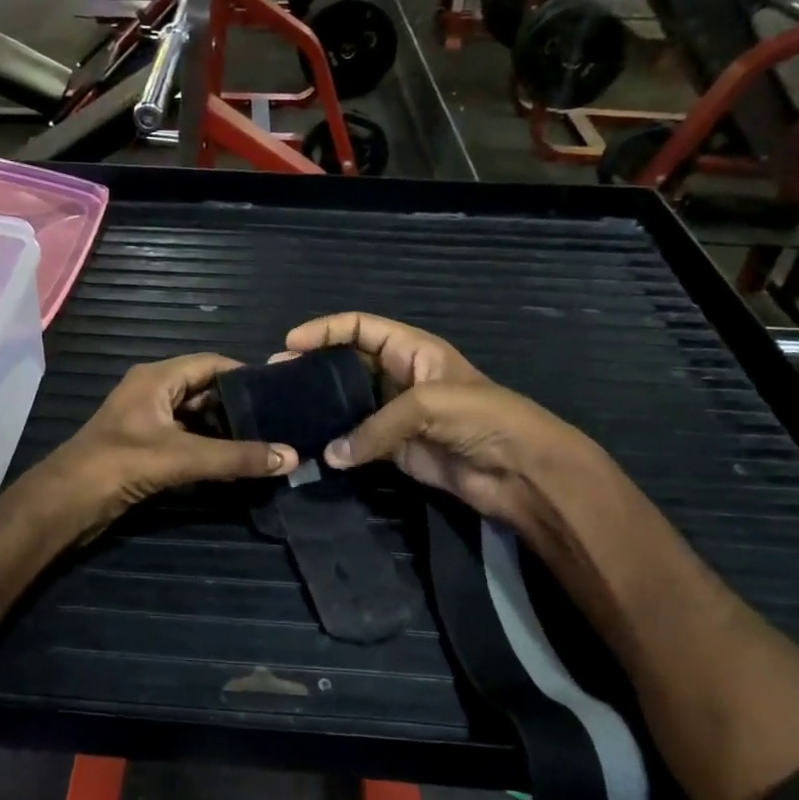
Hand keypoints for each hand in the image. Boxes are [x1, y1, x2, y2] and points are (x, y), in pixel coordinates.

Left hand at [46, 353, 297, 536]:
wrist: (65, 504)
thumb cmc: (119, 465)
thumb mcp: (182, 458)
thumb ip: (236, 457)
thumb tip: (292, 457)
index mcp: (157, 378)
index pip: (212, 363)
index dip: (246, 375)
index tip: (280, 393)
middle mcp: (152, 392)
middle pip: (206, 391)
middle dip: (239, 407)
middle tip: (279, 423)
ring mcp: (147, 422)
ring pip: (196, 419)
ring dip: (225, 432)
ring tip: (265, 444)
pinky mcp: (144, 448)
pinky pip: (185, 440)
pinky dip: (208, 450)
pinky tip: (234, 465)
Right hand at [283, 313, 601, 533]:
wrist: (521, 471)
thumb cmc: (483, 418)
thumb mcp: (428, 405)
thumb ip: (375, 426)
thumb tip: (330, 456)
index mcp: (413, 350)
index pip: (361, 328)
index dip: (326, 330)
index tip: (290, 343)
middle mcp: (401, 378)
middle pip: (348, 364)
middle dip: (315, 367)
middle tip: (277, 379)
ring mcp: (397, 416)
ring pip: (349, 405)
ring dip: (321, 408)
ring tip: (286, 412)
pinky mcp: (396, 451)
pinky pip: (358, 442)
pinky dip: (337, 445)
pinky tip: (312, 446)